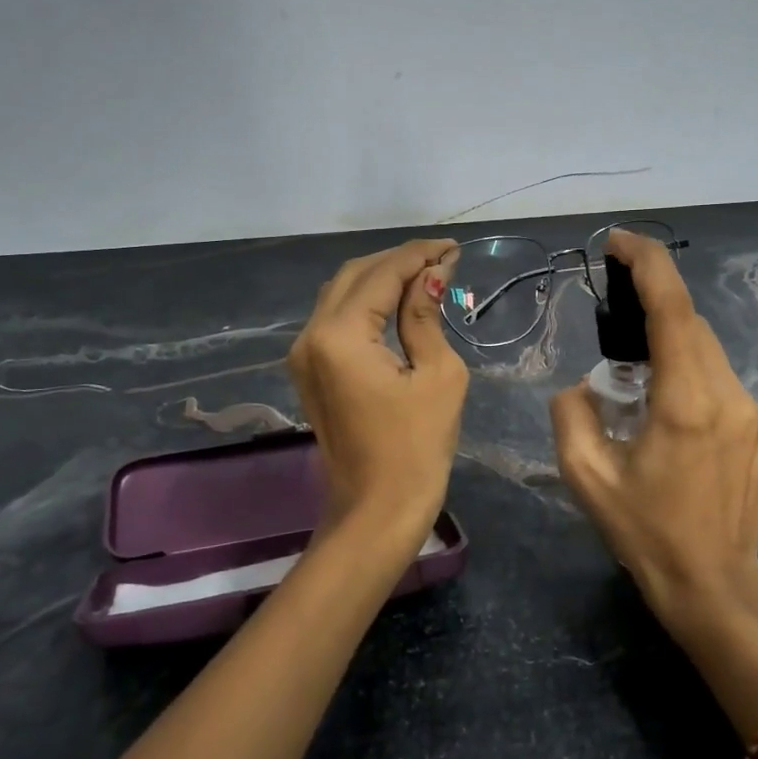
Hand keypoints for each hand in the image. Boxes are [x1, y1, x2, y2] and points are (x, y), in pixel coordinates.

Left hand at [288, 238, 469, 550]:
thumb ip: (426, 315)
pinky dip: (367, 303)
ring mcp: (304, 353)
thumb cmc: (417, 447)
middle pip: (355, 275)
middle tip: (442, 259)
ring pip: (342, 293)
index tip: (453, 248)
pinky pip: (336, 319)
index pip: (382, 274)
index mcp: (340, 335)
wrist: (377, 510)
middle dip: (399, 260)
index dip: (419, 255)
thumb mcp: (438, 374)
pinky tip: (398, 301)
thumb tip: (432, 275)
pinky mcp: (309, 369)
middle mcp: (311, 335)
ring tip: (426, 274)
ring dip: (381, 278)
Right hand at [550, 230, 757, 639]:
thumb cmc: (645, 532)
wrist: (715, 587)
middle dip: (652, 308)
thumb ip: (571, 412)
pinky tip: (673, 418)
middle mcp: (731, 398)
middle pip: (692, 325)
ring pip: (709, 353)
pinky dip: (693, 378)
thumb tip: (585, 385)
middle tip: (614, 325)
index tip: (618, 241)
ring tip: (638, 382)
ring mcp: (757, 415)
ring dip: (672, 347)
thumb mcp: (585, 476)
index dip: (647, 263)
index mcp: (686, 403)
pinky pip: (723, 383)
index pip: (673, 309)